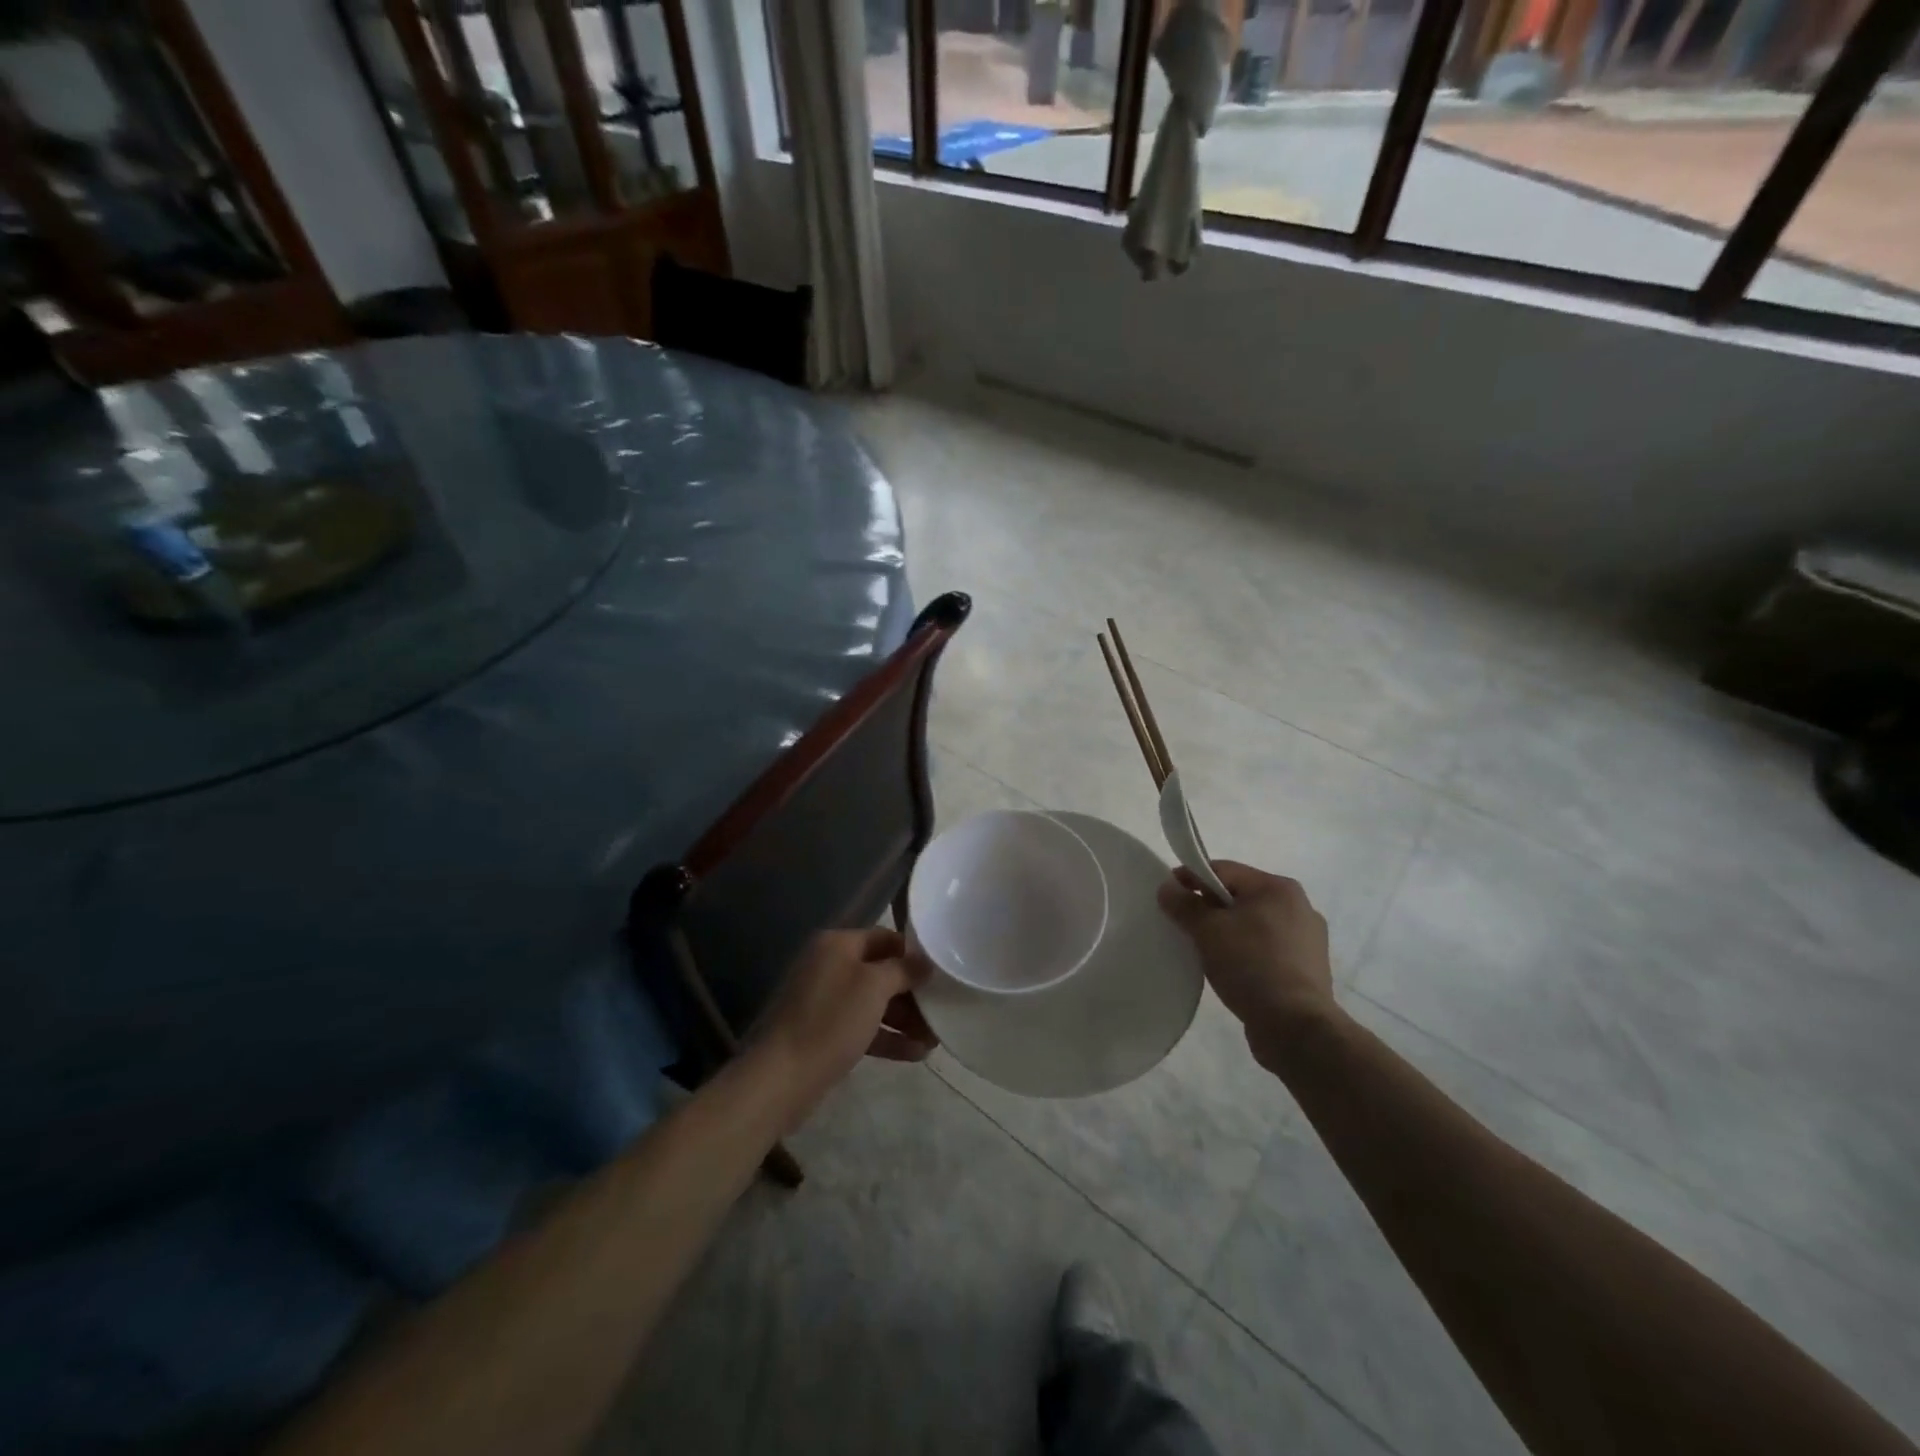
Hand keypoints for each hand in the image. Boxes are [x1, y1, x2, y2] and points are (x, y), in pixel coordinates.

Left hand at [748, 928, 935, 1124]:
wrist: (781, 1078)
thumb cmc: (831, 1021)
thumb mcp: (874, 987)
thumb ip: (903, 969)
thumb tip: (924, 961)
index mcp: (837, 944)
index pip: (884, 937)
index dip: (912, 952)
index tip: (940, 971)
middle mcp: (829, 965)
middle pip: (880, 971)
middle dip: (911, 992)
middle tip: (941, 1009)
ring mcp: (825, 1000)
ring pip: (874, 1002)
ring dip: (904, 1018)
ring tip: (934, 1038)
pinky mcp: (824, 1032)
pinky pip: (863, 1026)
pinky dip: (887, 1037)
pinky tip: (915, 1054)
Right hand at [1157, 860, 1337, 1067]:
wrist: (1296, 1028)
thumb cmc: (1251, 966)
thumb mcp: (1208, 931)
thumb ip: (1184, 904)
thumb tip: (1167, 887)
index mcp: (1278, 888)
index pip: (1224, 870)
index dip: (1191, 878)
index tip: (1168, 895)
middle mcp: (1299, 906)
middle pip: (1239, 896)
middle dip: (1209, 907)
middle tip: (1183, 925)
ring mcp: (1307, 939)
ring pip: (1253, 923)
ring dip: (1227, 931)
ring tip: (1205, 950)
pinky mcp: (1307, 968)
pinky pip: (1266, 948)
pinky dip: (1245, 951)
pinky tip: (1231, 969)